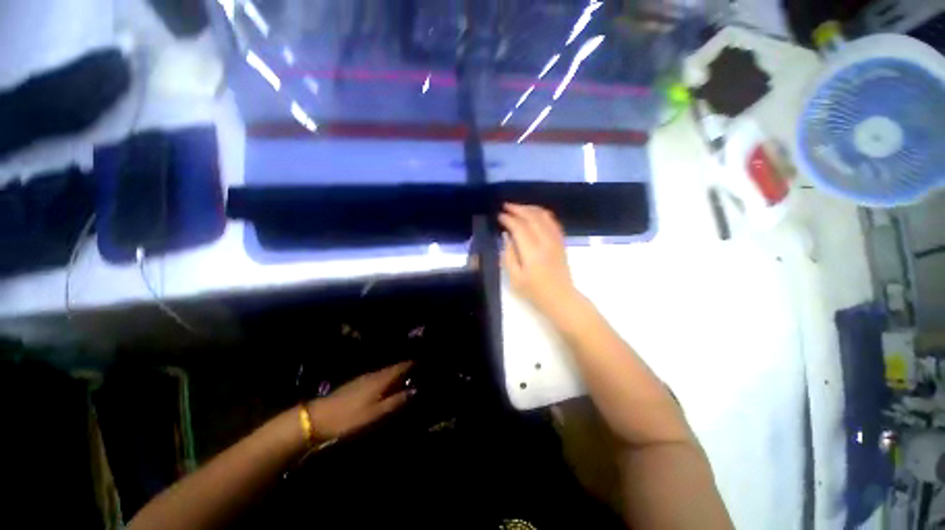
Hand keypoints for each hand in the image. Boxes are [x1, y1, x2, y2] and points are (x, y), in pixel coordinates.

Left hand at [308, 362, 413, 440]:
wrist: (318, 418)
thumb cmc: (350, 417)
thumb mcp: (376, 413)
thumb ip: (396, 401)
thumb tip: (415, 390)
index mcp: (381, 379)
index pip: (401, 367)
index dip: (412, 364)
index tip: (423, 364)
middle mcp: (374, 374)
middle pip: (394, 368)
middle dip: (406, 369)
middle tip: (418, 373)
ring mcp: (364, 378)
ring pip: (385, 373)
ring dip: (396, 374)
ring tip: (406, 379)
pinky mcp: (356, 384)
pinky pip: (378, 377)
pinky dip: (386, 379)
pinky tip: (387, 386)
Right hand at [499, 204, 580, 320]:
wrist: (561, 297)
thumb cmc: (534, 291)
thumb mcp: (515, 278)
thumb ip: (508, 255)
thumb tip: (506, 236)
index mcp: (532, 252)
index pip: (519, 227)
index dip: (508, 219)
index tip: (499, 216)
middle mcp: (545, 241)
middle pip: (532, 217)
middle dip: (518, 208)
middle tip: (506, 206)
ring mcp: (555, 240)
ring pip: (544, 216)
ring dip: (530, 208)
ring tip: (518, 207)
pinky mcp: (561, 241)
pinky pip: (552, 221)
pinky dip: (542, 213)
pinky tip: (535, 214)